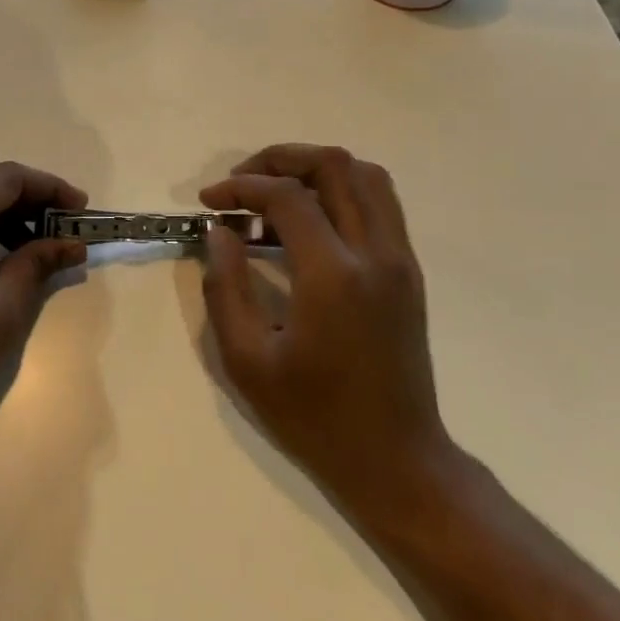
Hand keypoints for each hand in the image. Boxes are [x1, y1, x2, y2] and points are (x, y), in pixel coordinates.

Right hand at [199, 144, 448, 502]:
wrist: (397, 462)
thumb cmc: (315, 418)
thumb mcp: (247, 361)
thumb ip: (225, 287)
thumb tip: (218, 231)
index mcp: (333, 277)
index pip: (287, 196)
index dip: (242, 187)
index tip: (210, 202)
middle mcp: (374, 254)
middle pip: (333, 166)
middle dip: (279, 159)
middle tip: (242, 183)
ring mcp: (399, 259)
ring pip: (365, 175)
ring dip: (315, 169)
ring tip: (275, 193)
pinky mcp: (409, 270)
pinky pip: (380, 202)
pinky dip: (341, 189)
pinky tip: (309, 220)